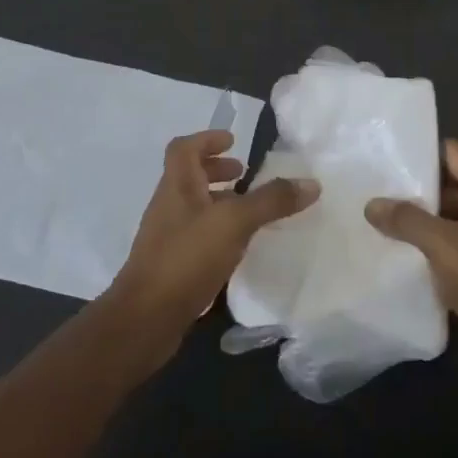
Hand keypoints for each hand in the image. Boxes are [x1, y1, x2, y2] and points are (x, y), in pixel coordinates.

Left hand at [107, 129, 318, 367]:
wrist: (146, 318)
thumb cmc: (186, 258)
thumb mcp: (234, 223)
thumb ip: (271, 201)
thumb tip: (312, 183)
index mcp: (177, 186)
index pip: (184, 148)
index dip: (207, 139)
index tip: (233, 142)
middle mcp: (169, 206)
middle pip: (189, 176)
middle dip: (217, 171)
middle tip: (245, 175)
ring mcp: (167, 237)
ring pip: (194, 208)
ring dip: (219, 202)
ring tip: (250, 211)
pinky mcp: (172, 265)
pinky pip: (197, 236)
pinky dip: (218, 232)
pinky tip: (239, 248)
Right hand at [365, 140, 457, 387]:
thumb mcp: (444, 245)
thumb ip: (406, 220)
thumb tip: (372, 204)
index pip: (450, 151)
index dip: (417, 152)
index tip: (379, 158)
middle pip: (447, 181)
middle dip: (411, 187)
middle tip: (368, 188)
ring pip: (446, 213)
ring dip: (416, 217)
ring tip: (374, 217)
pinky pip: (450, 239)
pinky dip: (427, 241)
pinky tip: (395, 248)